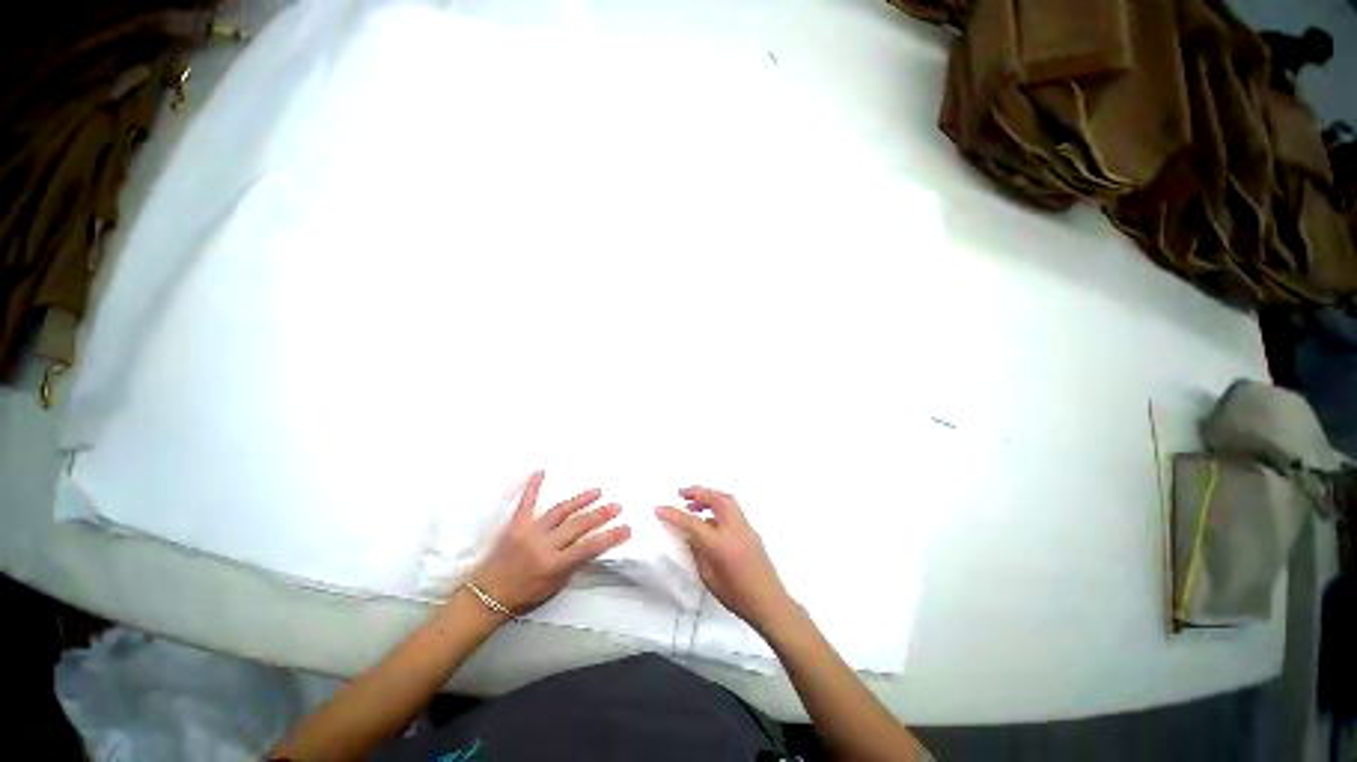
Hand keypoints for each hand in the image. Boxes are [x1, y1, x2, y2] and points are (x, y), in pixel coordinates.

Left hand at [471, 471, 630, 614]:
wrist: (486, 597)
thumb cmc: (524, 596)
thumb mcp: (555, 587)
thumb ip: (573, 565)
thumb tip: (591, 545)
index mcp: (554, 565)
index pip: (589, 547)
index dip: (610, 537)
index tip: (626, 528)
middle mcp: (544, 546)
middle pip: (578, 525)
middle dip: (601, 514)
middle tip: (617, 506)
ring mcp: (529, 532)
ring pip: (560, 511)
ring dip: (581, 500)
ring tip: (598, 491)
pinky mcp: (515, 525)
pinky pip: (526, 502)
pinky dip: (533, 486)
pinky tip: (541, 471)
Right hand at [656, 486, 794, 632]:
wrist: (770, 604)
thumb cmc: (738, 597)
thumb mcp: (709, 578)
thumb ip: (697, 553)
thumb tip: (690, 536)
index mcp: (720, 545)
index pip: (692, 523)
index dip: (674, 514)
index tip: (660, 509)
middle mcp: (734, 530)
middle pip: (716, 498)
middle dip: (697, 491)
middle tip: (682, 493)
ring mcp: (746, 528)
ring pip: (727, 500)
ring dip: (709, 497)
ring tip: (694, 504)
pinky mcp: (752, 531)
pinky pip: (733, 511)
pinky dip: (719, 507)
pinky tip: (710, 520)